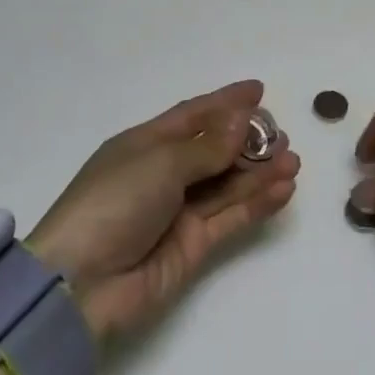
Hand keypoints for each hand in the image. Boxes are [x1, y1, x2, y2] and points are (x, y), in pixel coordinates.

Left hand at [27, 80, 299, 339]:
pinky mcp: (193, 246)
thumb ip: (207, 146)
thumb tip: (241, 120)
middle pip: (214, 150)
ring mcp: (179, 211)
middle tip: (282, 135)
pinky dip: (258, 202)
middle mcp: (163, 174)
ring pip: (227, 184)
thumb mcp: (160, 162)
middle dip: (248, 140)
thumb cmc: (114, 202)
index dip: (225, 102)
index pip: (192, 115)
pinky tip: (284, 188)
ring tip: (293, 160)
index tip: (259, 91)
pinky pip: (231, 217)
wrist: (81, 283)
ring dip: (260, 171)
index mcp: (145, 144)